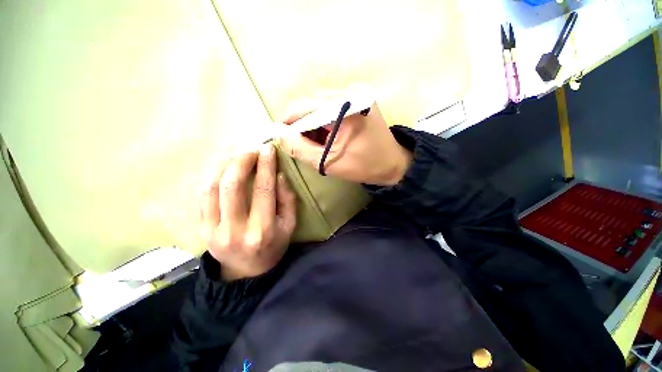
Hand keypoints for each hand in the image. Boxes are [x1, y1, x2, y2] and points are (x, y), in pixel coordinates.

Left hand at [200, 144, 296, 280]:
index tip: (268, 149)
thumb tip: (279, 175)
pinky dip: (212, 176)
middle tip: (250, 150)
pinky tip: (223, 168)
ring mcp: (212, 230)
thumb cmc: (273, 246)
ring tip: (236, 155)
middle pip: (232, 186)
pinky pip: (202, 196)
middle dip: (241, 161)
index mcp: (262, 230)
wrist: (245, 270)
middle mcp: (234, 230)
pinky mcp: (200, 228)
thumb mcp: (289, 226)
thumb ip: (287, 200)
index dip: (266, 166)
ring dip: (223, 165)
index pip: (263, 190)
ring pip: (211, 188)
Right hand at [278, 102, 411, 185]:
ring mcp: (355, 94)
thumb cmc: (362, 165)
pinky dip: (324, 123)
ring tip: (317, 144)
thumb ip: (299, 148)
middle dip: (302, 126)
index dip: (288, 123)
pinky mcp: (358, 100)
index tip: (281, 138)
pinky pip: (331, 109)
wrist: (392, 164)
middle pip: (311, 105)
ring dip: (313, 126)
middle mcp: (349, 92)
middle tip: (302, 146)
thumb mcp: (328, 161)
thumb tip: (277, 132)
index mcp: (343, 106)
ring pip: (320, 107)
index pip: (303, 107)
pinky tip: (327, 137)